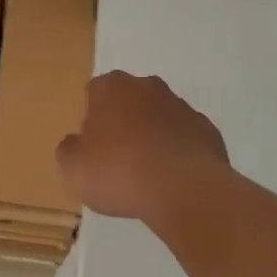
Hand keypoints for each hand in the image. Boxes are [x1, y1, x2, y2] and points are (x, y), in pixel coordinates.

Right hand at [56, 71, 230, 220]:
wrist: (184, 189)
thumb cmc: (119, 171)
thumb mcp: (72, 167)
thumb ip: (70, 150)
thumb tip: (78, 144)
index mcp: (111, 87)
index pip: (94, 94)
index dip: (91, 121)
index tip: (92, 149)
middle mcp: (147, 87)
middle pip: (129, 101)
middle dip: (123, 124)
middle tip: (117, 161)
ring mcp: (181, 106)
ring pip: (159, 118)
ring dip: (152, 138)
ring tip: (147, 176)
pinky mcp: (207, 130)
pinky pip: (185, 139)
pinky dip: (178, 154)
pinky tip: (172, 180)